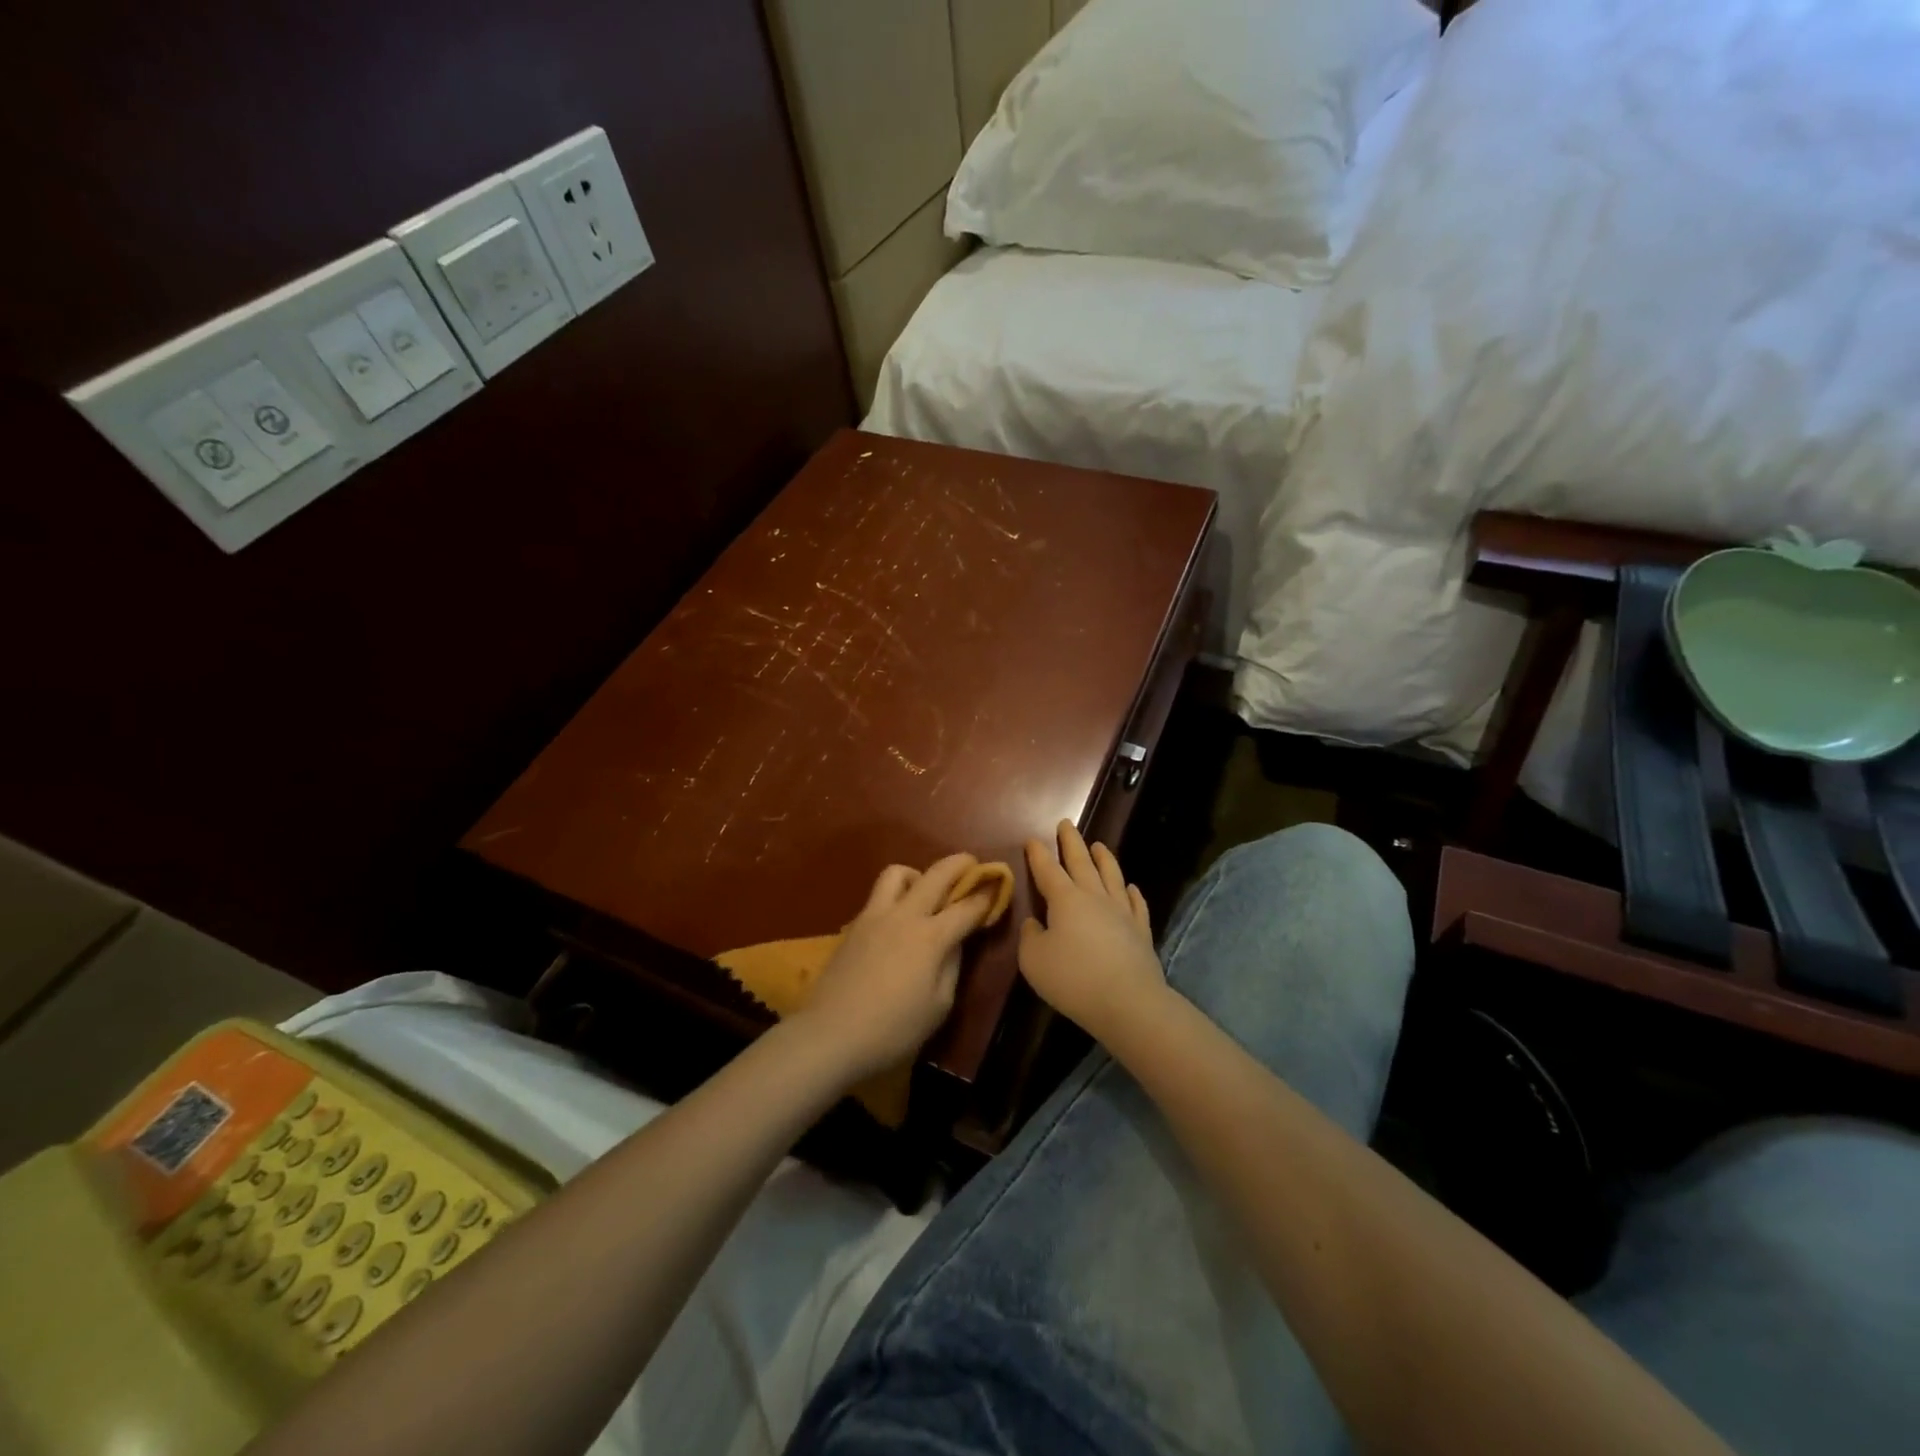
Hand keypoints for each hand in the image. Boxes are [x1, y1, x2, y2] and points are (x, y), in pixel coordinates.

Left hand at [799, 854, 997, 1080]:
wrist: (830, 1035)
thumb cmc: (892, 1029)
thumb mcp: (939, 1006)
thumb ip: (952, 966)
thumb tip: (954, 942)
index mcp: (930, 937)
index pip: (966, 907)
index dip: (986, 894)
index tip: (998, 885)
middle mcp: (904, 916)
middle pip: (935, 874)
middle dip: (958, 864)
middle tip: (971, 865)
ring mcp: (874, 916)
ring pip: (897, 873)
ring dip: (918, 874)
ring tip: (925, 894)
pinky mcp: (853, 926)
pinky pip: (878, 896)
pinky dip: (895, 897)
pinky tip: (897, 921)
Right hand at [1019, 822, 1165, 1039]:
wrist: (1128, 1001)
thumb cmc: (1073, 979)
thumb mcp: (1033, 961)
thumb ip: (1030, 937)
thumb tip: (1034, 923)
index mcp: (1065, 899)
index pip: (1047, 870)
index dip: (1038, 854)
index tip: (1032, 839)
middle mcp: (1094, 897)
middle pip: (1081, 862)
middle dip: (1071, 842)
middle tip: (1066, 823)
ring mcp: (1121, 911)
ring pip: (1112, 875)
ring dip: (1103, 858)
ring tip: (1099, 845)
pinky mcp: (1141, 930)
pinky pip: (1136, 904)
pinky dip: (1131, 892)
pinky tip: (1130, 887)